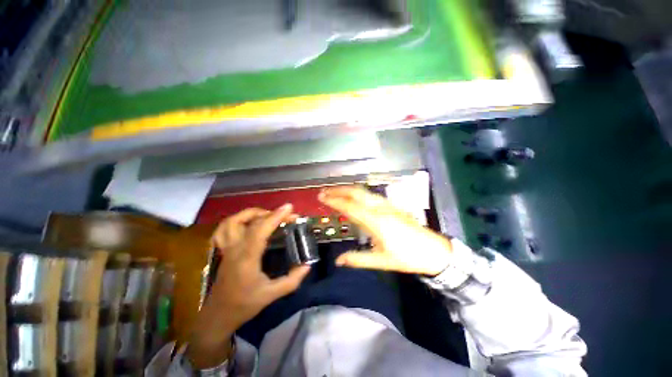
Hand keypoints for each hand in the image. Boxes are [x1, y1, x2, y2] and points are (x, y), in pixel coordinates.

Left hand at [188, 204, 310, 368]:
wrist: (218, 316)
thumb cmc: (245, 305)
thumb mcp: (272, 294)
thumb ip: (292, 280)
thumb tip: (307, 265)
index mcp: (247, 258)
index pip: (260, 230)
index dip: (275, 216)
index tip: (289, 208)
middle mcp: (235, 249)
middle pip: (249, 222)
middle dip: (270, 213)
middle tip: (285, 215)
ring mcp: (227, 248)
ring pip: (232, 221)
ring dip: (251, 213)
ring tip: (267, 215)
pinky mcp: (224, 250)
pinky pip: (224, 229)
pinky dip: (237, 221)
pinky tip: (248, 222)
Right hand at [319, 186, 451, 275]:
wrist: (434, 250)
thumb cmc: (407, 257)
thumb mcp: (381, 261)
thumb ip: (357, 259)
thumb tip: (338, 261)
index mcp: (376, 221)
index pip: (350, 207)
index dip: (335, 201)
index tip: (322, 197)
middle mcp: (380, 209)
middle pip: (356, 193)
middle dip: (339, 190)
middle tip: (324, 191)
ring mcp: (387, 205)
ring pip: (364, 191)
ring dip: (348, 189)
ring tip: (335, 191)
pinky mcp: (391, 205)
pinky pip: (370, 195)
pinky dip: (358, 193)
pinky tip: (353, 197)